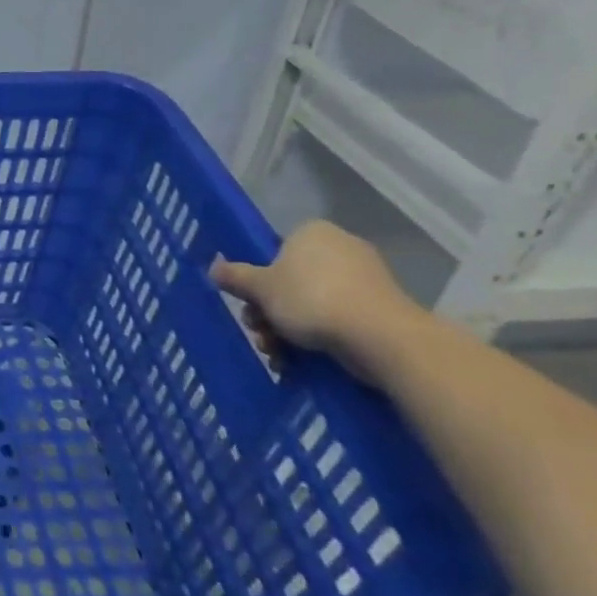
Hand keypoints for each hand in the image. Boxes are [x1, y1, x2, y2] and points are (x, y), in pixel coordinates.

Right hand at [211, 220, 428, 380]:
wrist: (381, 338)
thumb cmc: (312, 299)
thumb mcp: (260, 288)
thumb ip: (235, 276)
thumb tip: (214, 268)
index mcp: (313, 232)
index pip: (276, 251)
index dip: (258, 279)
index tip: (251, 303)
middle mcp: (341, 249)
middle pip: (291, 281)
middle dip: (270, 312)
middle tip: (260, 333)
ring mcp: (366, 280)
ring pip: (312, 304)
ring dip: (287, 331)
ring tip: (278, 355)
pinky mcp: (382, 310)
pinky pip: (338, 320)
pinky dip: (318, 339)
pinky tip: (300, 363)